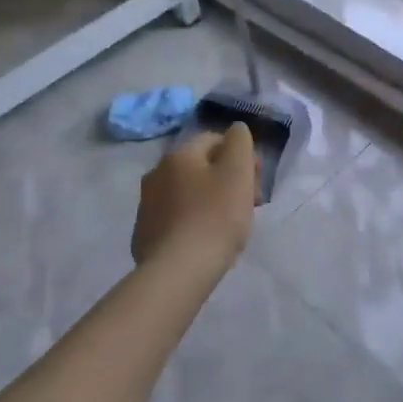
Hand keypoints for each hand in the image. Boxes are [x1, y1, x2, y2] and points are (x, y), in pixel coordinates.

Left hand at [132, 124, 257, 267]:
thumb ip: (240, 141)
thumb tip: (236, 130)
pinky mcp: (145, 235)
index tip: (257, 181)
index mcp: (178, 155)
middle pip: (202, 168)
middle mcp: (156, 174)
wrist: (178, 271)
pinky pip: (177, 219)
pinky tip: (206, 242)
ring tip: (230, 227)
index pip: (215, 140)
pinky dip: (194, 223)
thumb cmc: (215, 216)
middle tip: (249, 205)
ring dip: (210, 201)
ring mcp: (147, 206)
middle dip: (227, 180)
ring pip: (188, 194)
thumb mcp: (237, 171)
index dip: (242, 156)